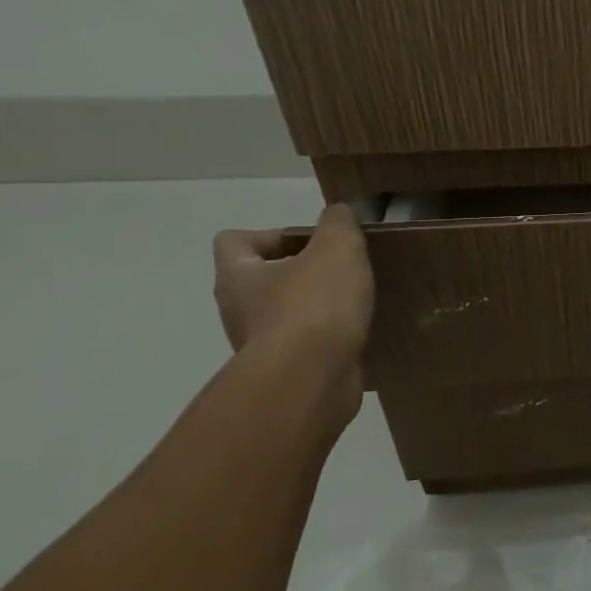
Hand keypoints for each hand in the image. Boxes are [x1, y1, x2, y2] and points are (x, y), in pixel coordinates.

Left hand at [212, 203, 374, 400]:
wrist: (311, 377)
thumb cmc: (315, 304)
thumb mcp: (337, 248)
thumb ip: (338, 223)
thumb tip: (337, 213)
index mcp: (238, 275)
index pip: (234, 240)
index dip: (270, 234)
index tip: (310, 242)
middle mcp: (237, 309)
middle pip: (262, 278)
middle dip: (300, 272)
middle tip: (340, 270)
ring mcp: (258, 344)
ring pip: (283, 313)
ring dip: (314, 307)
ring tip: (354, 303)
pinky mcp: (284, 371)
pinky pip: (304, 345)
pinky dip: (326, 338)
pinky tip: (355, 334)